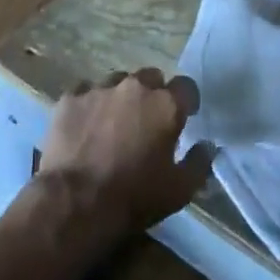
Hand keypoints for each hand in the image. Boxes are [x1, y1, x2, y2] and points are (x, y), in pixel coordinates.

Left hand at [38, 68, 215, 241]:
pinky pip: (85, 91)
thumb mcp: (180, 190)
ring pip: (117, 81)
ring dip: (121, 96)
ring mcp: (100, 89)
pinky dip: (90, 103)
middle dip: (152, 94)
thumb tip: (208, 145)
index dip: (186, 100)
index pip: (186, 86)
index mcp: (165, 105)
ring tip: (113, 121)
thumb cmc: (134, 197)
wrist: (76, 202)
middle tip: (147, 120)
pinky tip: (86, 124)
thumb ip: (199, 162)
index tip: (184, 115)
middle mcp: (134, 87)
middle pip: (150, 77)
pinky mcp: (71, 97)